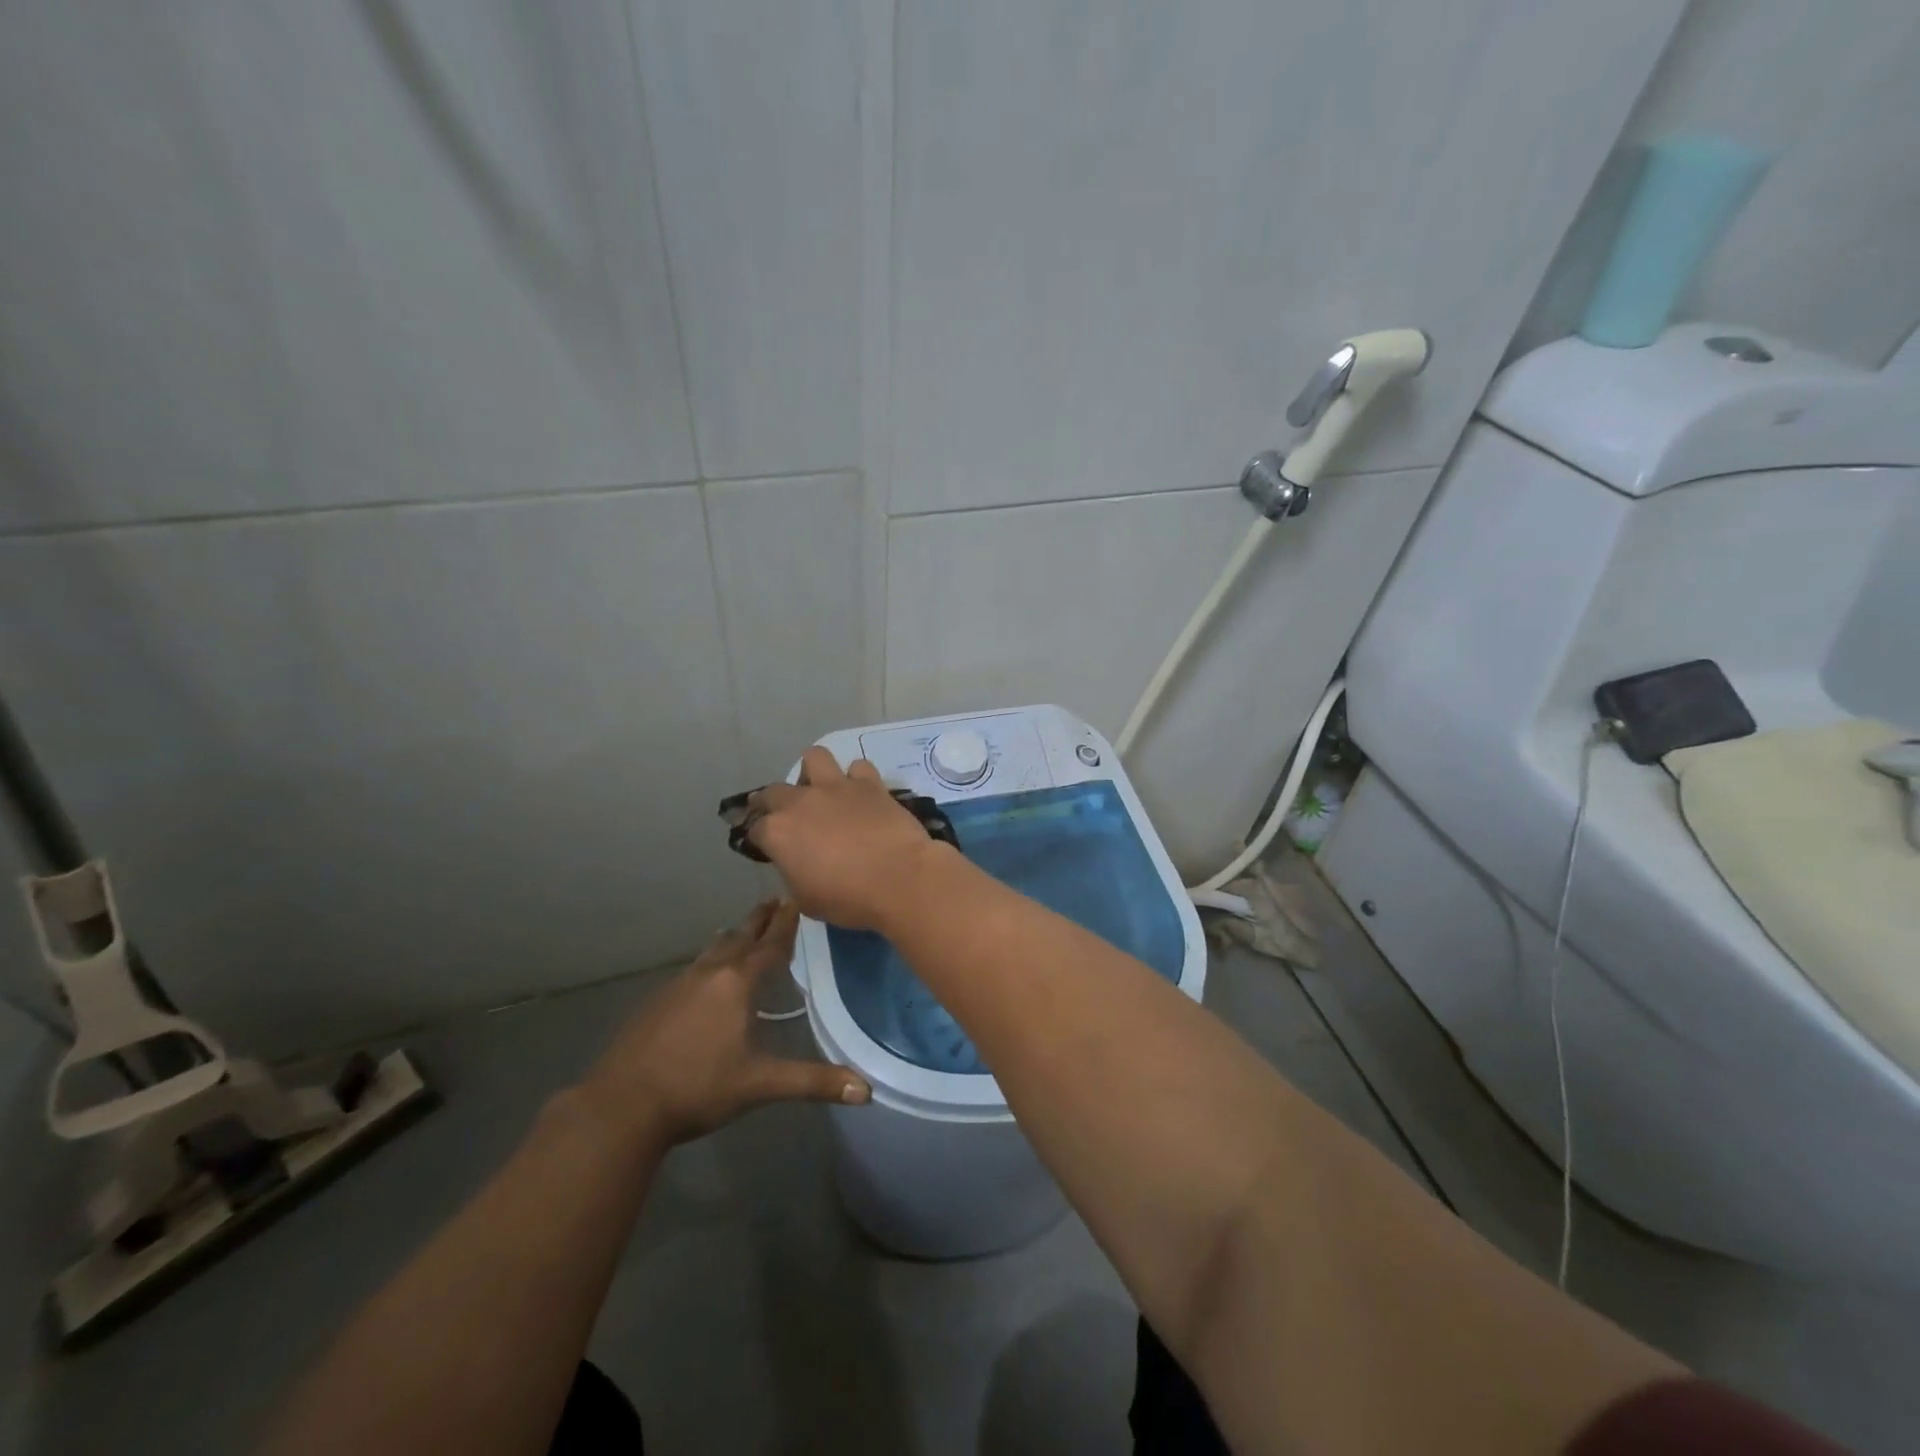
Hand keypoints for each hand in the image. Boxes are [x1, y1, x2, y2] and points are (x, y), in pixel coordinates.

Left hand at [579, 899, 869, 1147]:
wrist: (620, 1106)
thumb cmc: (697, 1088)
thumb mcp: (760, 1085)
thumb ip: (813, 1082)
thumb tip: (866, 1091)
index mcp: (737, 983)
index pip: (771, 944)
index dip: (787, 922)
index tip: (797, 898)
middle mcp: (710, 973)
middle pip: (741, 936)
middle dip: (761, 919)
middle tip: (776, 900)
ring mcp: (679, 984)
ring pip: (714, 949)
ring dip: (735, 936)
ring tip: (745, 929)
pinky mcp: (658, 1000)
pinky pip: (695, 967)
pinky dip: (711, 958)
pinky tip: (708, 973)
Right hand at [747, 748, 949, 930]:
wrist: (899, 879)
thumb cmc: (849, 898)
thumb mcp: (806, 900)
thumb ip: (794, 875)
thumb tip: (798, 865)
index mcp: (778, 832)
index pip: (755, 829)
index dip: (760, 839)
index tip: (768, 848)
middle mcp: (801, 801)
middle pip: (774, 791)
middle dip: (773, 802)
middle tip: (786, 818)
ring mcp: (836, 787)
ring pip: (814, 757)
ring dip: (814, 773)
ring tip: (822, 791)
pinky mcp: (870, 783)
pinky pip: (858, 767)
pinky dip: (857, 778)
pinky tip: (862, 794)